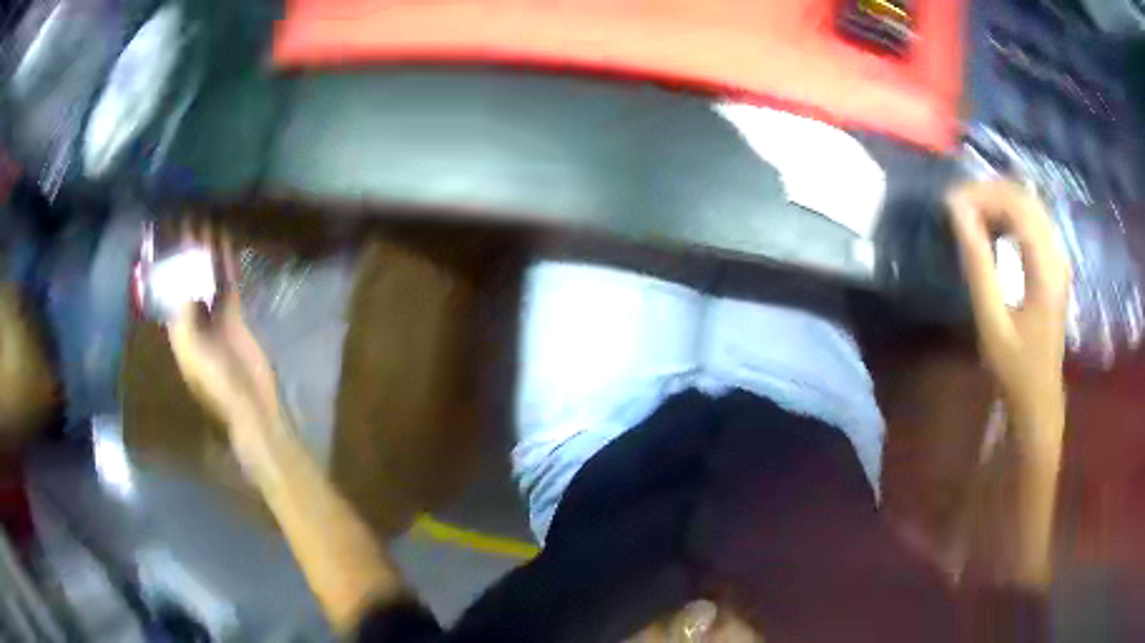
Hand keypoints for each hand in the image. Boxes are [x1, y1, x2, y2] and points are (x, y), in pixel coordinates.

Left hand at [166, 223, 279, 430]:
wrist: (251, 404)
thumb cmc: (217, 383)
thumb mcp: (194, 351)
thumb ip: (184, 312)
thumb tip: (179, 273)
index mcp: (177, 329)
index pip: (167, 288)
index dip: (165, 261)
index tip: (166, 232)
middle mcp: (192, 319)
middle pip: (186, 278)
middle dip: (185, 251)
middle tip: (188, 218)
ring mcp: (214, 318)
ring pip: (207, 278)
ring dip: (205, 253)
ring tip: (207, 223)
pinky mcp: (235, 317)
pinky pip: (227, 285)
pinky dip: (225, 265)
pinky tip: (225, 244)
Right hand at [947, 181, 1069, 434]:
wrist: (1040, 397)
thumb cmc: (1014, 366)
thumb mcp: (991, 320)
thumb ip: (977, 263)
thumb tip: (957, 212)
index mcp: (1045, 268)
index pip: (1016, 205)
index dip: (982, 195)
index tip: (951, 203)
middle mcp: (1057, 253)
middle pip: (1025, 198)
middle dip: (989, 193)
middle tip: (959, 207)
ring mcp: (1059, 257)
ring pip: (1030, 205)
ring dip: (1000, 201)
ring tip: (972, 214)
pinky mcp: (1056, 263)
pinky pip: (1034, 220)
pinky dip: (1011, 214)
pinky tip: (995, 227)